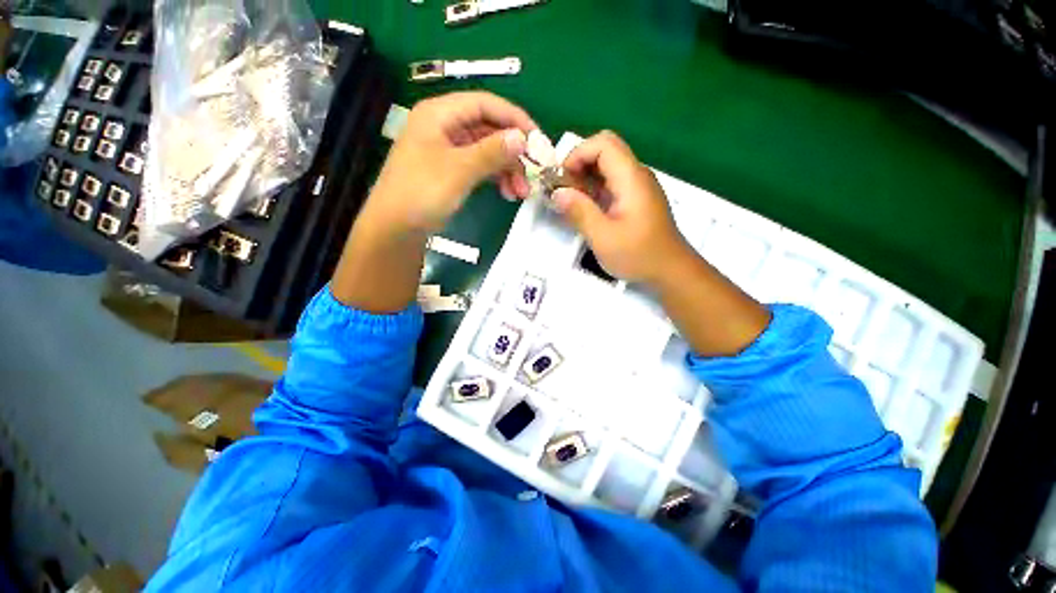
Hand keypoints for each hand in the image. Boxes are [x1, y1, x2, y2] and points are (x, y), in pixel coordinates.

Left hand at [365, 92, 536, 233]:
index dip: (514, 119)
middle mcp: (445, 126)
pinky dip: (496, 178)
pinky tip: (508, 193)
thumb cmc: (422, 192)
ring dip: (508, 169)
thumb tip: (522, 138)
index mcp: (440, 114)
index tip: (537, 141)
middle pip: (489, 129)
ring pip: (487, 151)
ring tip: (521, 192)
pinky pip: (480, 167)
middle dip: (513, 152)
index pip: (485, 104)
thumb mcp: (459, 170)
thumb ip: (492, 152)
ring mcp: (448, 149)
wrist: (396, 228)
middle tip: (533, 173)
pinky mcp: (451, 170)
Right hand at [552, 131, 689, 283]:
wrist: (670, 270)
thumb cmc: (639, 255)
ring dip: (585, 177)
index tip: (563, 180)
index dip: (578, 154)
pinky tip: (587, 209)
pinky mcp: (636, 198)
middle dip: (579, 164)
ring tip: (571, 201)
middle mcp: (636, 175)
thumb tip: (557, 193)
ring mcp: (638, 186)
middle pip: (605, 149)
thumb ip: (579, 212)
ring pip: (607, 166)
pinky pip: (612, 182)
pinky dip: (594, 189)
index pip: (603, 143)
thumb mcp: (603, 237)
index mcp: (631, 178)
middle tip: (564, 190)